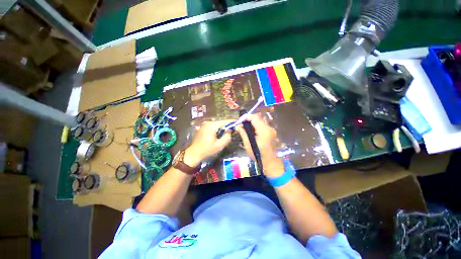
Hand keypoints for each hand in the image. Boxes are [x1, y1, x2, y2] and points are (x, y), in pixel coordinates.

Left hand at [184, 120, 233, 166]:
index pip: (225, 122)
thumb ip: (227, 137)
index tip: (240, 123)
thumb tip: (230, 130)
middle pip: (221, 122)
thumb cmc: (207, 150)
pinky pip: (214, 126)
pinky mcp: (204, 128)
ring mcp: (205, 125)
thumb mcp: (219, 145)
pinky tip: (223, 132)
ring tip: (231, 130)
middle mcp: (208, 122)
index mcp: (211, 125)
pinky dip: (219, 129)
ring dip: (224, 127)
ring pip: (218, 124)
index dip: (233, 122)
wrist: (194, 154)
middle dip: (229, 125)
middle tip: (237, 127)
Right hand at [236, 114, 283, 177]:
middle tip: (241, 125)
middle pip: (258, 119)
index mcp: (264, 130)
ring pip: (260, 122)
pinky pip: (263, 126)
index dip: (246, 117)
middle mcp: (269, 128)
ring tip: (245, 128)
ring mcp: (271, 130)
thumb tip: (237, 126)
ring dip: (252, 123)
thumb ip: (243, 133)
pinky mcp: (271, 133)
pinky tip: (251, 132)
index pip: (254, 118)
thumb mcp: (248, 145)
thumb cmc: (258, 155)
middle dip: (249, 120)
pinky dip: (256, 127)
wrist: (271, 163)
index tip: (239, 121)